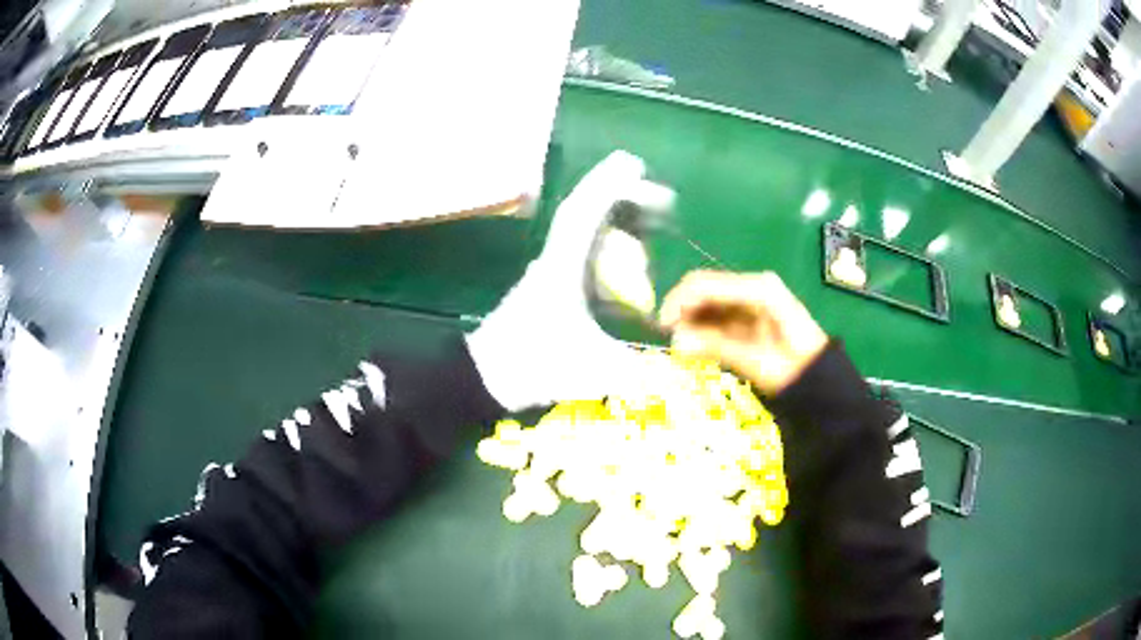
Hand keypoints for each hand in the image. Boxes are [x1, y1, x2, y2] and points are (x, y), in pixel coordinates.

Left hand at [466, 151, 666, 410]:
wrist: (486, 378)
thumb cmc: (532, 364)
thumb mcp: (590, 369)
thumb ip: (636, 371)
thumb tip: (678, 374)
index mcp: (562, 267)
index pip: (584, 213)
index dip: (609, 185)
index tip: (633, 164)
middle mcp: (556, 261)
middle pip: (587, 216)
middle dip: (623, 200)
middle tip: (662, 201)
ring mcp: (552, 274)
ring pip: (585, 235)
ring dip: (616, 223)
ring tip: (652, 223)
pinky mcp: (551, 290)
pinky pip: (585, 257)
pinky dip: (608, 251)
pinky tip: (628, 268)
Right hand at [659, 270, 827, 394]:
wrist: (820, 381)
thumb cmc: (792, 370)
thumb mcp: (753, 359)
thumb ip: (714, 346)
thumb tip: (676, 341)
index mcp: (757, 289)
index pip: (706, 284)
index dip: (679, 301)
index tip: (661, 326)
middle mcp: (753, 286)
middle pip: (705, 288)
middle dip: (683, 310)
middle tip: (668, 337)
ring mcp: (751, 299)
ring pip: (709, 302)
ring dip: (692, 320)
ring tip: (681, 345)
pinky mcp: (750, 313)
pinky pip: (718, 314)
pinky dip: (704, 326)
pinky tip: (696, 343)